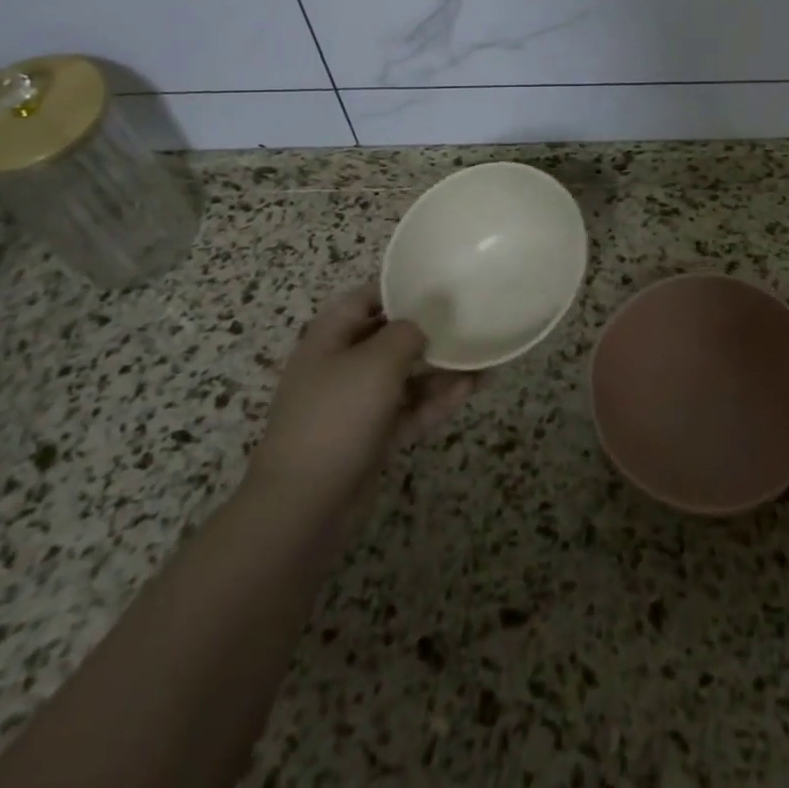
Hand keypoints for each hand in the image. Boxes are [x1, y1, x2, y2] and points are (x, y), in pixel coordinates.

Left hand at [243, 281, 475, 536]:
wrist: (305, 504)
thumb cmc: (338, 414)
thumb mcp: (377, 360)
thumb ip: (407, 332)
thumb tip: (423, 323)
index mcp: (331, 337)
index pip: (367, 298)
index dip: (401, 288)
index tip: (441, 283)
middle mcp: (341, 365)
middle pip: (389, 338)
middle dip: (429, 331)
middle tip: (469, 321)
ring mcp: (356, 404)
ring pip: (404, 376)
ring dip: (440, 368)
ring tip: (483, 359)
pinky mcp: (371, 436)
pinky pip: (409, 409)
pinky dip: (436, 400)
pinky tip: (470, 389)